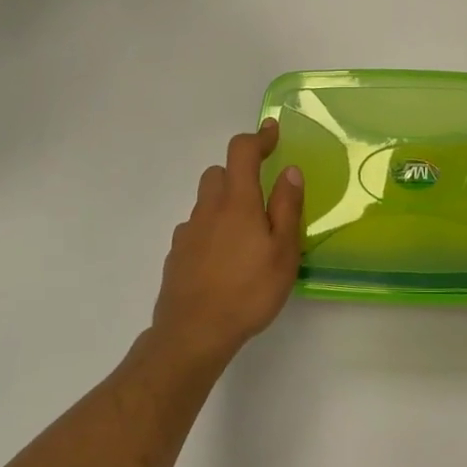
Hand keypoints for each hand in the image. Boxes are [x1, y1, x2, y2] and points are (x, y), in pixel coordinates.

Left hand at [146, 119, 303, 369]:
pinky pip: (196, 229)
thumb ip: (288, 207)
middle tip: (262, 194)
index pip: (242, 152)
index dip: (257, 137)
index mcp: (237, 202)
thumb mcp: (284, 252)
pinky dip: (211, 230)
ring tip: (246, 233)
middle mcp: (208, 209)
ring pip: (205, 201)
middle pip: (217, 173)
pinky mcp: (176, 254)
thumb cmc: (248, 291)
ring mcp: (187, 232)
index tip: (272, 133)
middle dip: (239, 173)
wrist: (193, 333)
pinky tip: (223, 259)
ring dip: (224, 203)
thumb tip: (290, 170)